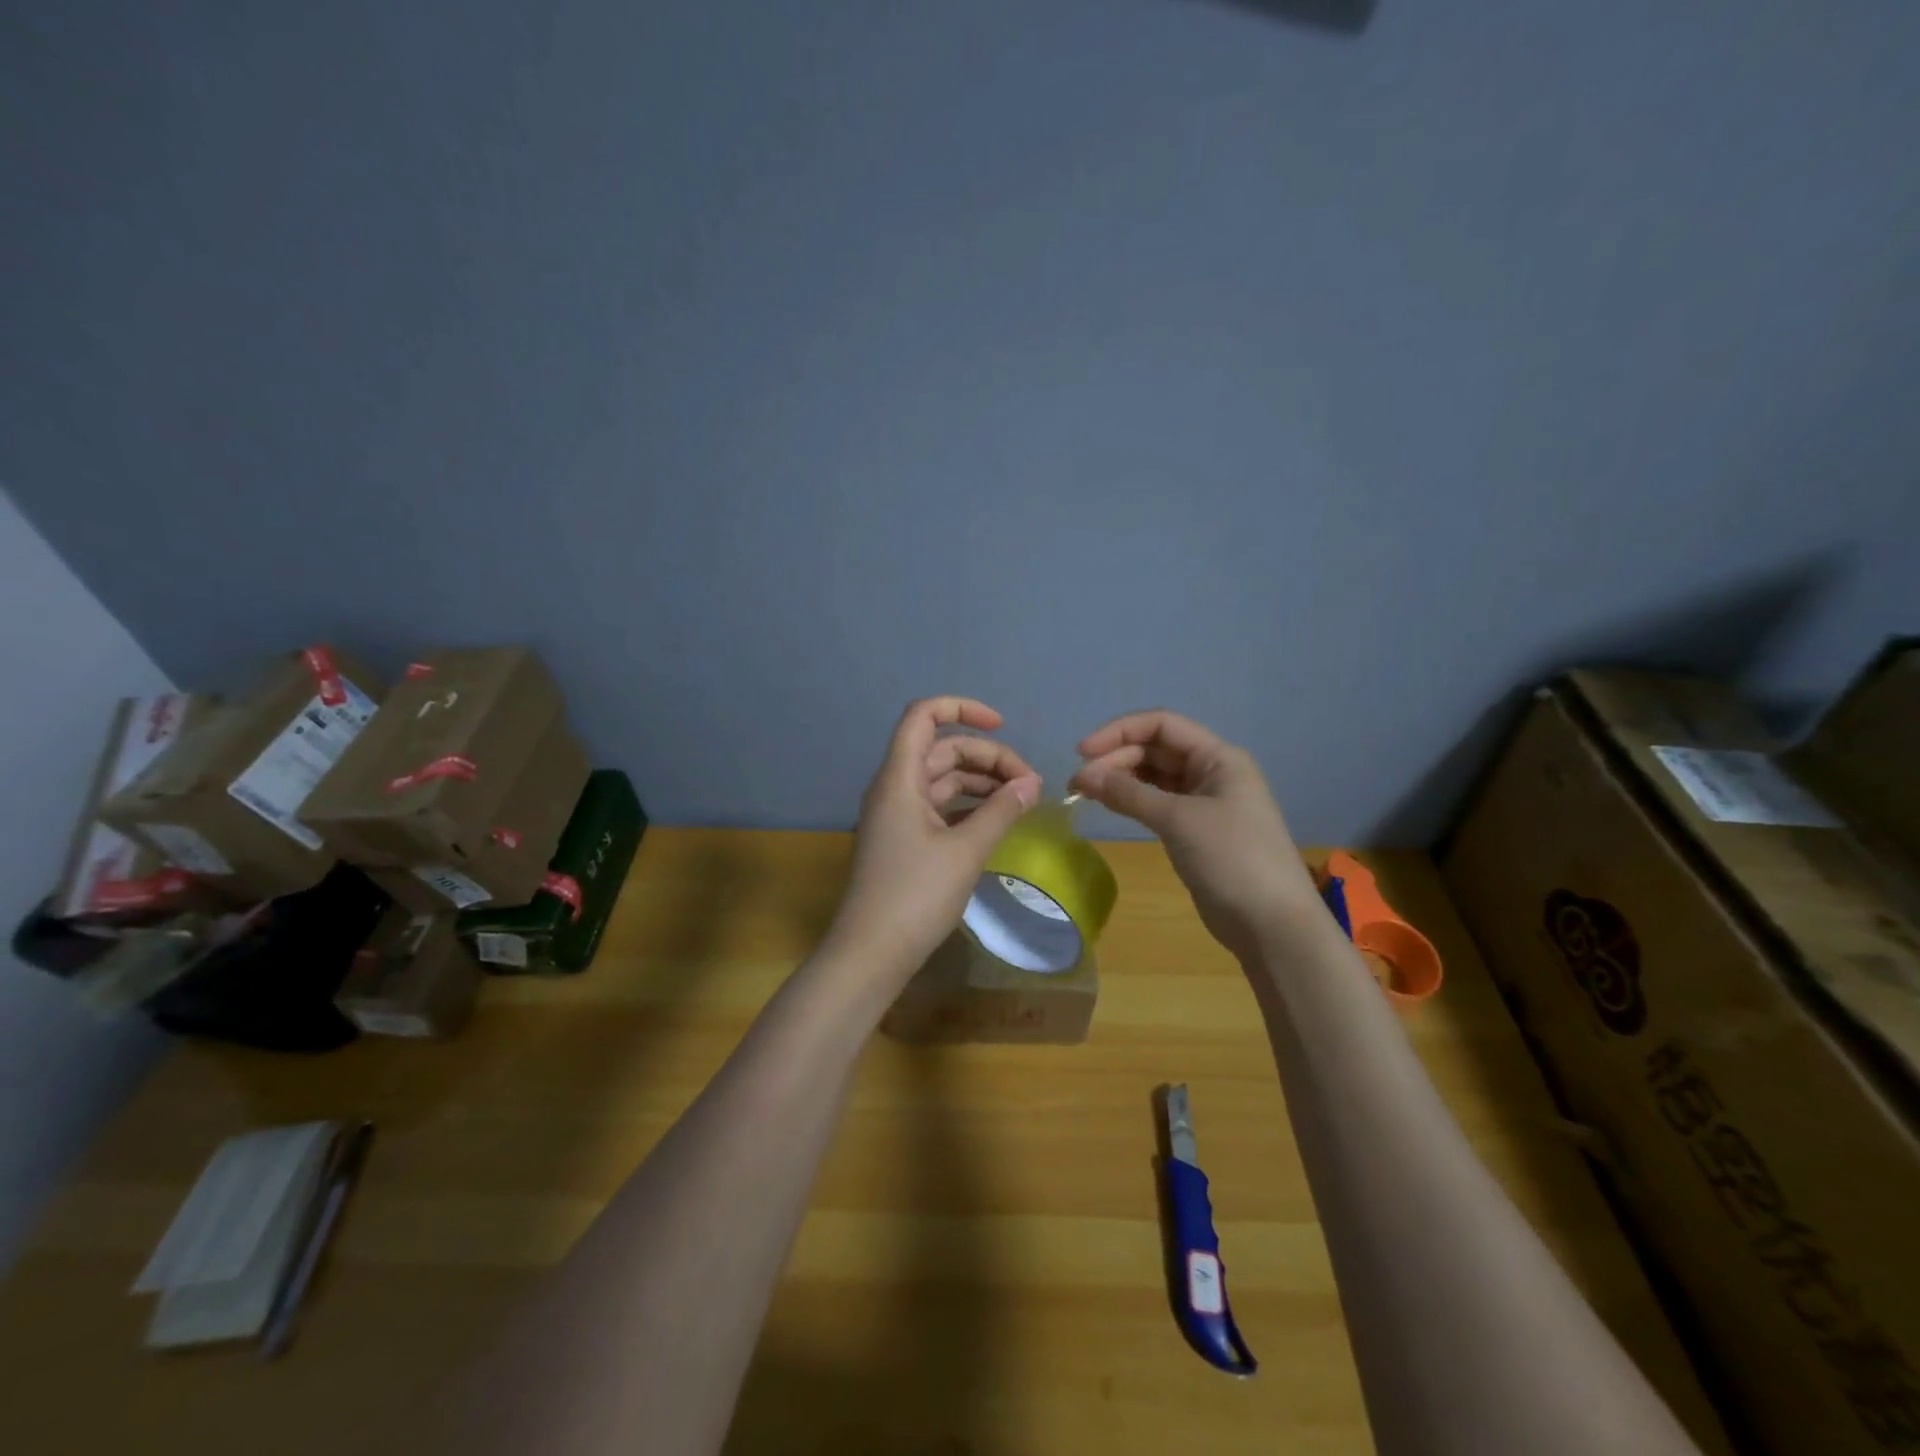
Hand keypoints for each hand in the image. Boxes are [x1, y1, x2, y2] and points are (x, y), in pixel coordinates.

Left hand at [824, 697, 1041, 981]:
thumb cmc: (915, 896)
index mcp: (899, 778)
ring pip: (943, 780)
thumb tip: (1031, 784)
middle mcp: (895, 788)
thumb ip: (1001, 811)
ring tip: (1022, 801)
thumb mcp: (965, 851)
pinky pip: (940, 808)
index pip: (923, 716)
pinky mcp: (904, 841)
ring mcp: (898, 816)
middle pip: (942, 750)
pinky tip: (997, 822)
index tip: (1001, 726)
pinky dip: (969, 808)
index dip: (962, 709)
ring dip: (982, 783)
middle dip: (988, 758)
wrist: (870, 954)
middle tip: (1030, 785)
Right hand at [1071, 711, 1320, 960]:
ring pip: (1154, 777)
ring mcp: (1204, 802)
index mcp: (1218, 757)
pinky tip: (1108, 805)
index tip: (1083, 752)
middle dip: (1115, 759)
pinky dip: (1131, 801)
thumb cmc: (1231, 859)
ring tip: (1084, 792)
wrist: (1271, 924)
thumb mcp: (1178, 820)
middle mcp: (1211, 772)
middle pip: (1155, 750)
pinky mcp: (1195, 830)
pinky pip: (1157, 803)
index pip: (1161, 725)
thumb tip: (1085, 776)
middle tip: (1077, 783)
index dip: (1120, 732)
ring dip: (1120, 779)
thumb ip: (1130, 793)